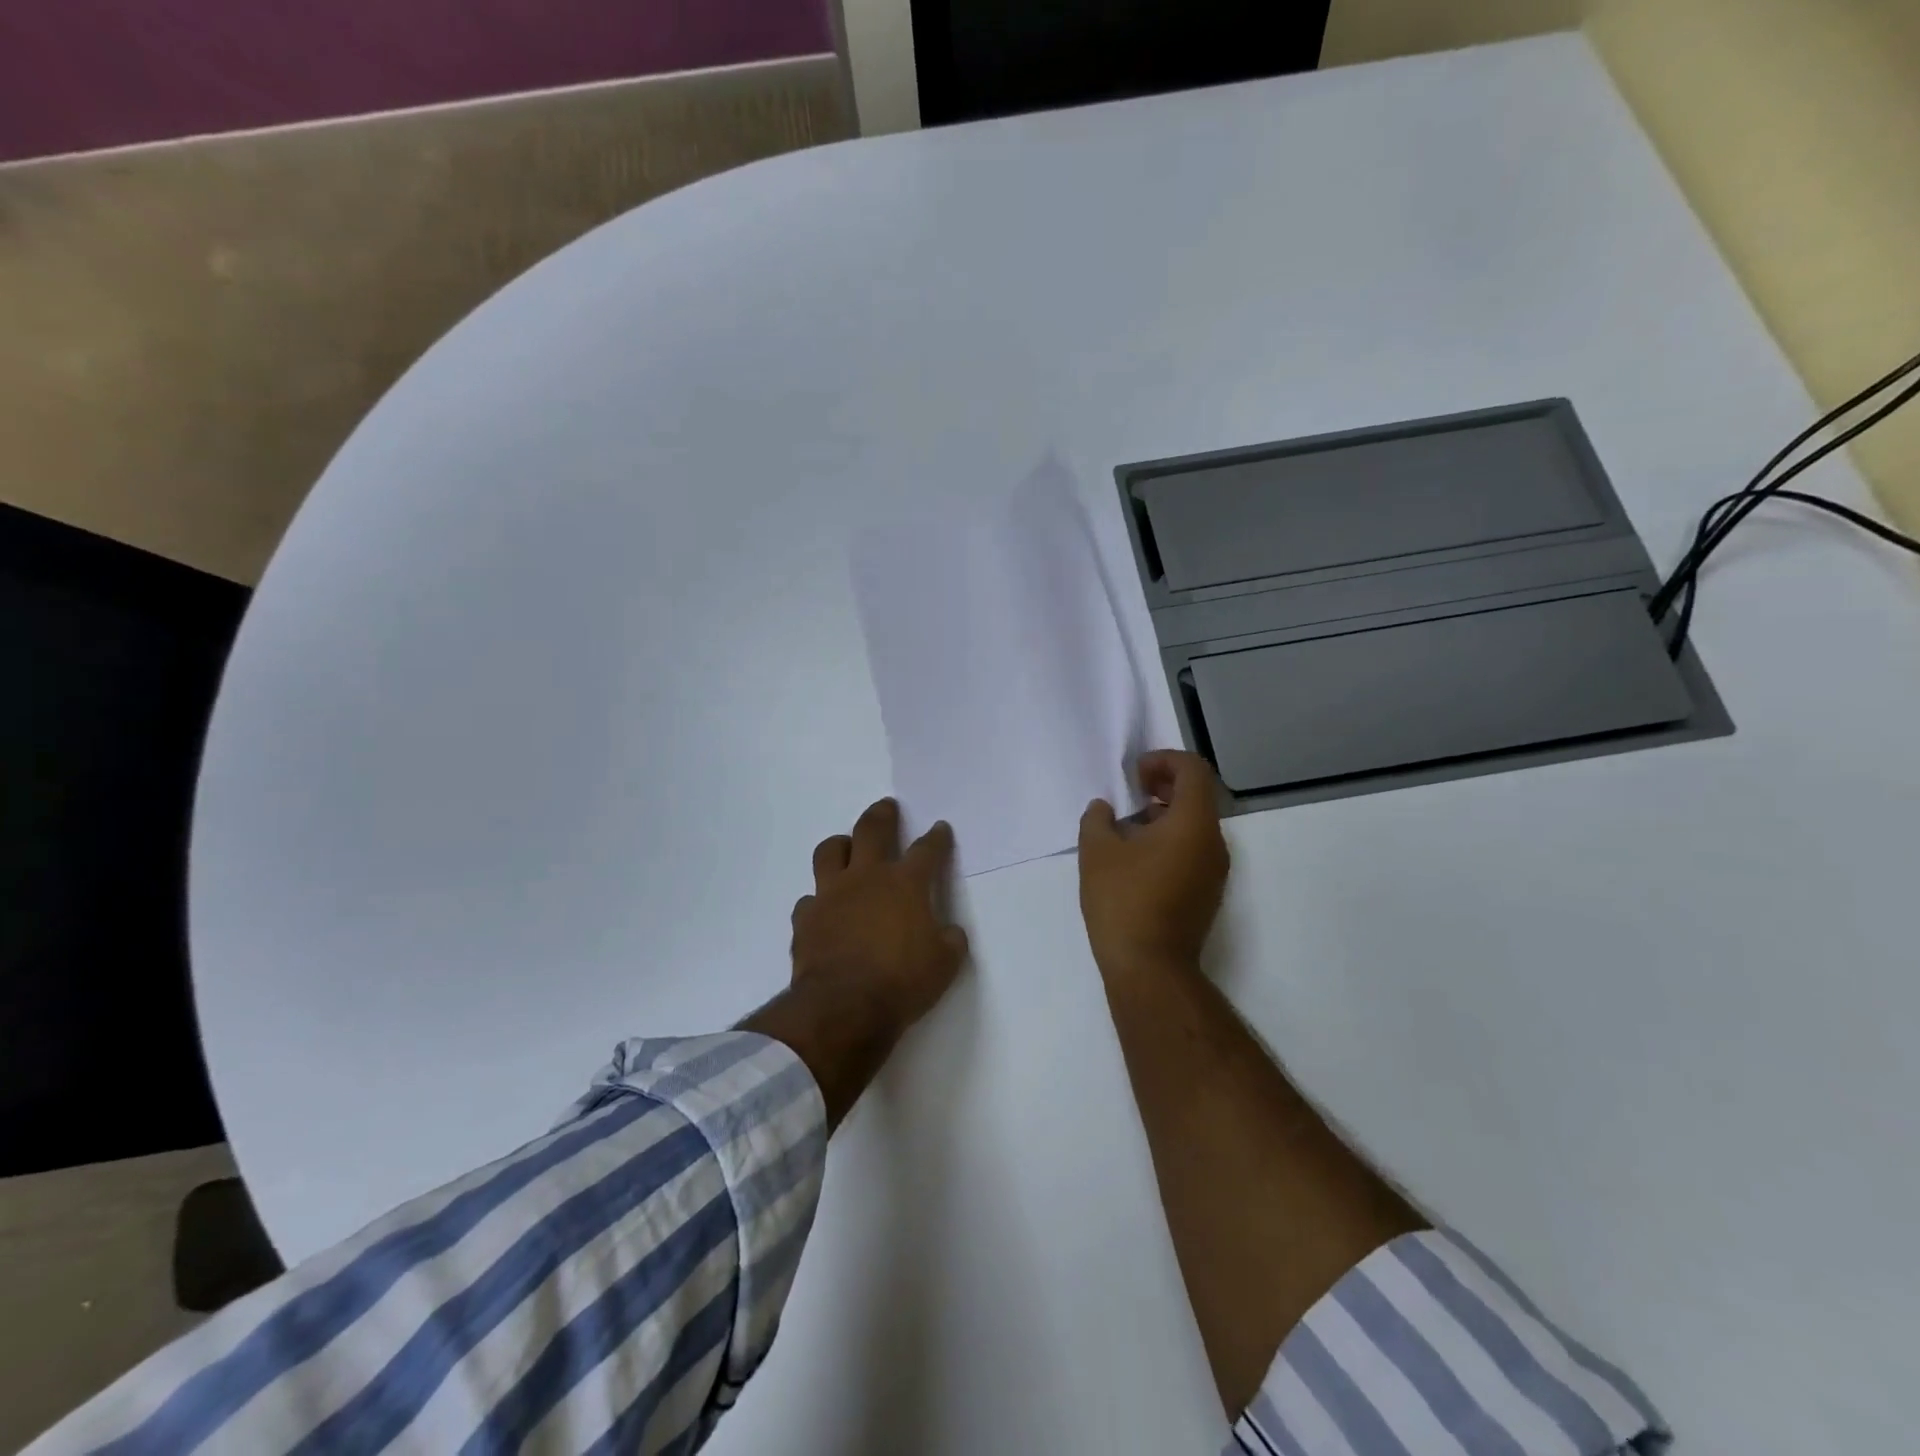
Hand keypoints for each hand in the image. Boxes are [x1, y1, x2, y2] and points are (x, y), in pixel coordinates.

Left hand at [790, 798, 968, 1034]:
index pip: (927, 850)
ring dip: (841, 845)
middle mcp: (866, 878)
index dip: (937, 838)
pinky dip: (818, 901)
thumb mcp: (945, 964)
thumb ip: (949, 940)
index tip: (940, 828)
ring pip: (830, 852)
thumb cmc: (902, 982)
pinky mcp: (806, 918)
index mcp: (905, 884)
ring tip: (846, 847)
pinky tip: (824, 910)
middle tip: (886, 807)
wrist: (844, 1007)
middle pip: (872, 830)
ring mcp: (831, 894)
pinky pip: (809, 899)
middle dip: (882, 815)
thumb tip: (948, 932)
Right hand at [1078, 750, 1230, 975]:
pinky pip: (1193, 850)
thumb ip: (1097, 820)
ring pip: (1195, 825)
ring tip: (1127, 828)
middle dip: (1163, 785)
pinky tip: (1136, 858)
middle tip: (1130, 794)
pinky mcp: (1207, 893)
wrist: (1150, 968)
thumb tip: (1104, 810)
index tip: (1134, 775)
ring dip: (1164, 814)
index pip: (1193, 770)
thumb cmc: (1124, 901)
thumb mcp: (1097, 852)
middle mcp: (1213, 842)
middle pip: (1198, 795)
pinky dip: (1170, 839)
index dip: (1163, 761)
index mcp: (1193, 824)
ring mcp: (1214, 871)